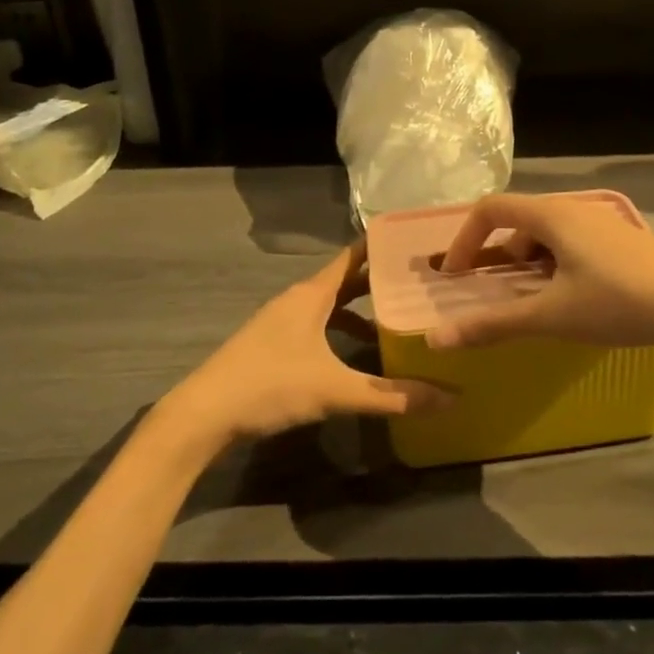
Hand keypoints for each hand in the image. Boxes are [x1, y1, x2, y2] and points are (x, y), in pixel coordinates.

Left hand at [164, 247, 451, 444]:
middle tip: (417, 282)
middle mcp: (297, 299)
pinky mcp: (272, 344)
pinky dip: (338, 332)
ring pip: (329, 306)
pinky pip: (316, 325)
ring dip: (358, 312)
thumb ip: (391, 395)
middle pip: (344, 281)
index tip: (413, 239)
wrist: (204, 413)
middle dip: (377, 281)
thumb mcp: (335, 390)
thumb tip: (449, 397)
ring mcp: (281, 321)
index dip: (380, 246)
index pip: (353, 256)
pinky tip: (352, 357)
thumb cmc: (271, 386)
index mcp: (312, 294)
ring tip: (393, 322)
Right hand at [427, 193, 653, 359]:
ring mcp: (600, 227)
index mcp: (552, 214)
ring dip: (524, 266)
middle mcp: (573, 210)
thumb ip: (494, 324)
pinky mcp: (619, 247)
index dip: (464, 239)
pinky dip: (551, 270)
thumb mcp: (553, 315)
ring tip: (523, 304)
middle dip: (494, 255)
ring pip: (545, 237)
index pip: (490, 209)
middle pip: (517, 221)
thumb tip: (437, 339)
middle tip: (483, 293)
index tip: (454, 277)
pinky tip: (562, 304)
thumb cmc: (621, 302)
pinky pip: (569, 249)